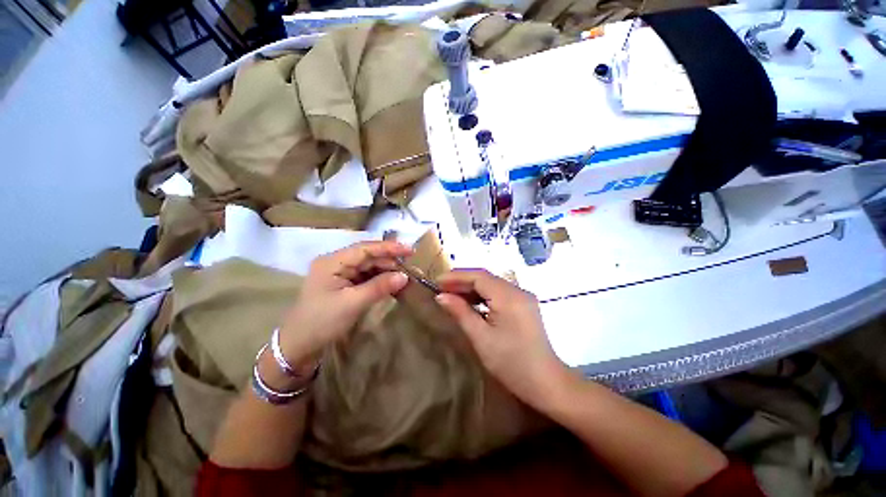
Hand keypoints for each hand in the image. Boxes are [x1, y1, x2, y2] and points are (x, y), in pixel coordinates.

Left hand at [278, 241, 410, 365]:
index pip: (365, 248)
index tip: (410, 250)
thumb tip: (404, 276)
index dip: (388, 248)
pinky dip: (379, 280)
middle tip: (411, 268)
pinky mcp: (343, 285)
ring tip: (405, 276)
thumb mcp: (353, 303)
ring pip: (368, 267)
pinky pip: (365, 277)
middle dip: (389, 261)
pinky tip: (392, 283)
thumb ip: (379, 287)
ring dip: (386, 271)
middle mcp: (336, 263)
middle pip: (368, 257)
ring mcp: (339, 274)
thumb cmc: (322, 322)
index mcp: (333, 262)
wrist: (298, 346)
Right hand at [435, 269, 567, 407]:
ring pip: (492, 285)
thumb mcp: (481, 338)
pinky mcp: (524, 305)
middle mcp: (518, 290)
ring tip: (451, 295)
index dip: (456, 276)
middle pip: (486, 278)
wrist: (547, 383)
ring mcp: (523, 297)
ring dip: (471, 288)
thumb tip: (441, 296)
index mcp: (509, 296)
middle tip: (441, 289)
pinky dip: (483, 296)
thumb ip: (461, 312)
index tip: (436, 281)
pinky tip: (470, 303)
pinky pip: (499, 293)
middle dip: (462, 281)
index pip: (479, 276)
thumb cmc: (511, 363)